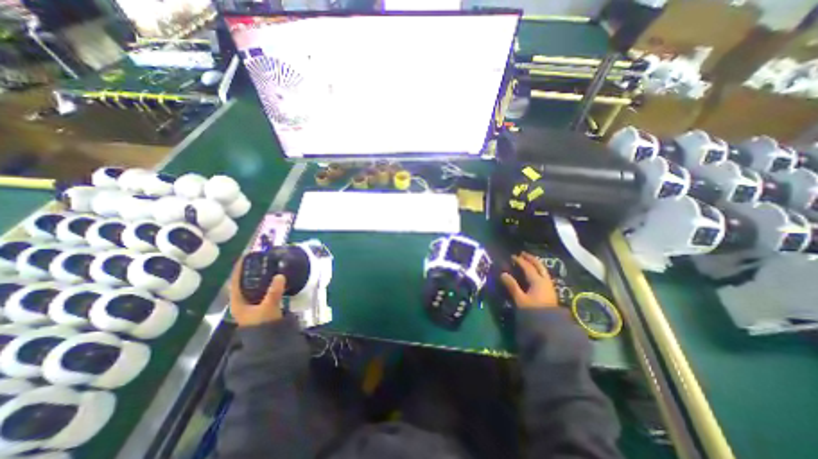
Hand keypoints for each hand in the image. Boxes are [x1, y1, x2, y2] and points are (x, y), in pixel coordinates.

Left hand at [230, 255, 286, 325]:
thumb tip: (280, 275)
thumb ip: (274, 292)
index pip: (235, 281)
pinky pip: (262, 290)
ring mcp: (252, 304)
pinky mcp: (261, 305)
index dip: (238, 268)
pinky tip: (274, 279)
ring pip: (253, 286)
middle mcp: (242, 301)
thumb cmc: (263, 324)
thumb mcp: (268, 307)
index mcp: (238, 301)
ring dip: (259, 276)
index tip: (245, 256)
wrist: (268, 340)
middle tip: (260, 259)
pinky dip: (266, 283)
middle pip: (244, 282)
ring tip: (267, 266)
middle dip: (250, 270)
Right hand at [502, 254, 559, 309]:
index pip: (528, 267)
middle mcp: (545, 280)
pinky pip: (544, 275)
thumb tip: (503, 273)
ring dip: (535, 263)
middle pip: (539, 265)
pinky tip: (534, 273)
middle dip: (531, 258)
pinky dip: (538, 270)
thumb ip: (512, 286)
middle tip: (523, 254)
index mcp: (537, 281)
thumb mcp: (520, 299)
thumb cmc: (534, 311)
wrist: (550, 326)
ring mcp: (549, 286)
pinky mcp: (550, 291)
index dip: (520, 261)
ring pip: (543, 270)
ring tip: (528, 261)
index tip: (512, 256)